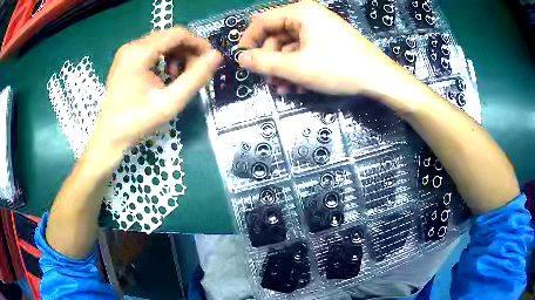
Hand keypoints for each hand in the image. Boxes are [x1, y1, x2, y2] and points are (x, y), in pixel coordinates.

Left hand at [89, 27, 221, 157]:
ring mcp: (127, 52)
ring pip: (162, 43)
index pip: (177, 34)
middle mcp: (132, 46)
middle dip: (187, 51)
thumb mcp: (170, 102)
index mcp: (140, 52)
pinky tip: (166, 75)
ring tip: (179, 77)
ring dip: (177, 55)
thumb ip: (195, 77)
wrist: (110, 136)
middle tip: (195, 72)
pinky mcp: (126, 60)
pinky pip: (152, 50)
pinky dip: (165, 59)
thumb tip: (217, 56)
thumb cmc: (137, 121)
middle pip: (169, 37)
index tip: (209, 59)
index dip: (198, 43)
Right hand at [238, 0, 404, 95]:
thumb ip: (265, 62)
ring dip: (283, 68)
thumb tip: (241, 58)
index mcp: (300, 12)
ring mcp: (320, 29)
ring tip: (283, 89)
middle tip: (268, 81)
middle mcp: (308, 16)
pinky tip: (297, 87)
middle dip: (270, 60)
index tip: (242, 59)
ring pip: (291, 47)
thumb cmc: (338, 68)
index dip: (249, 39)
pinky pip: (305, 51)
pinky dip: (298, 68)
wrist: (378, 78)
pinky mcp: (328, 41)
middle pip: (277, 35)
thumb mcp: (296, 67)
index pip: (263, 20)